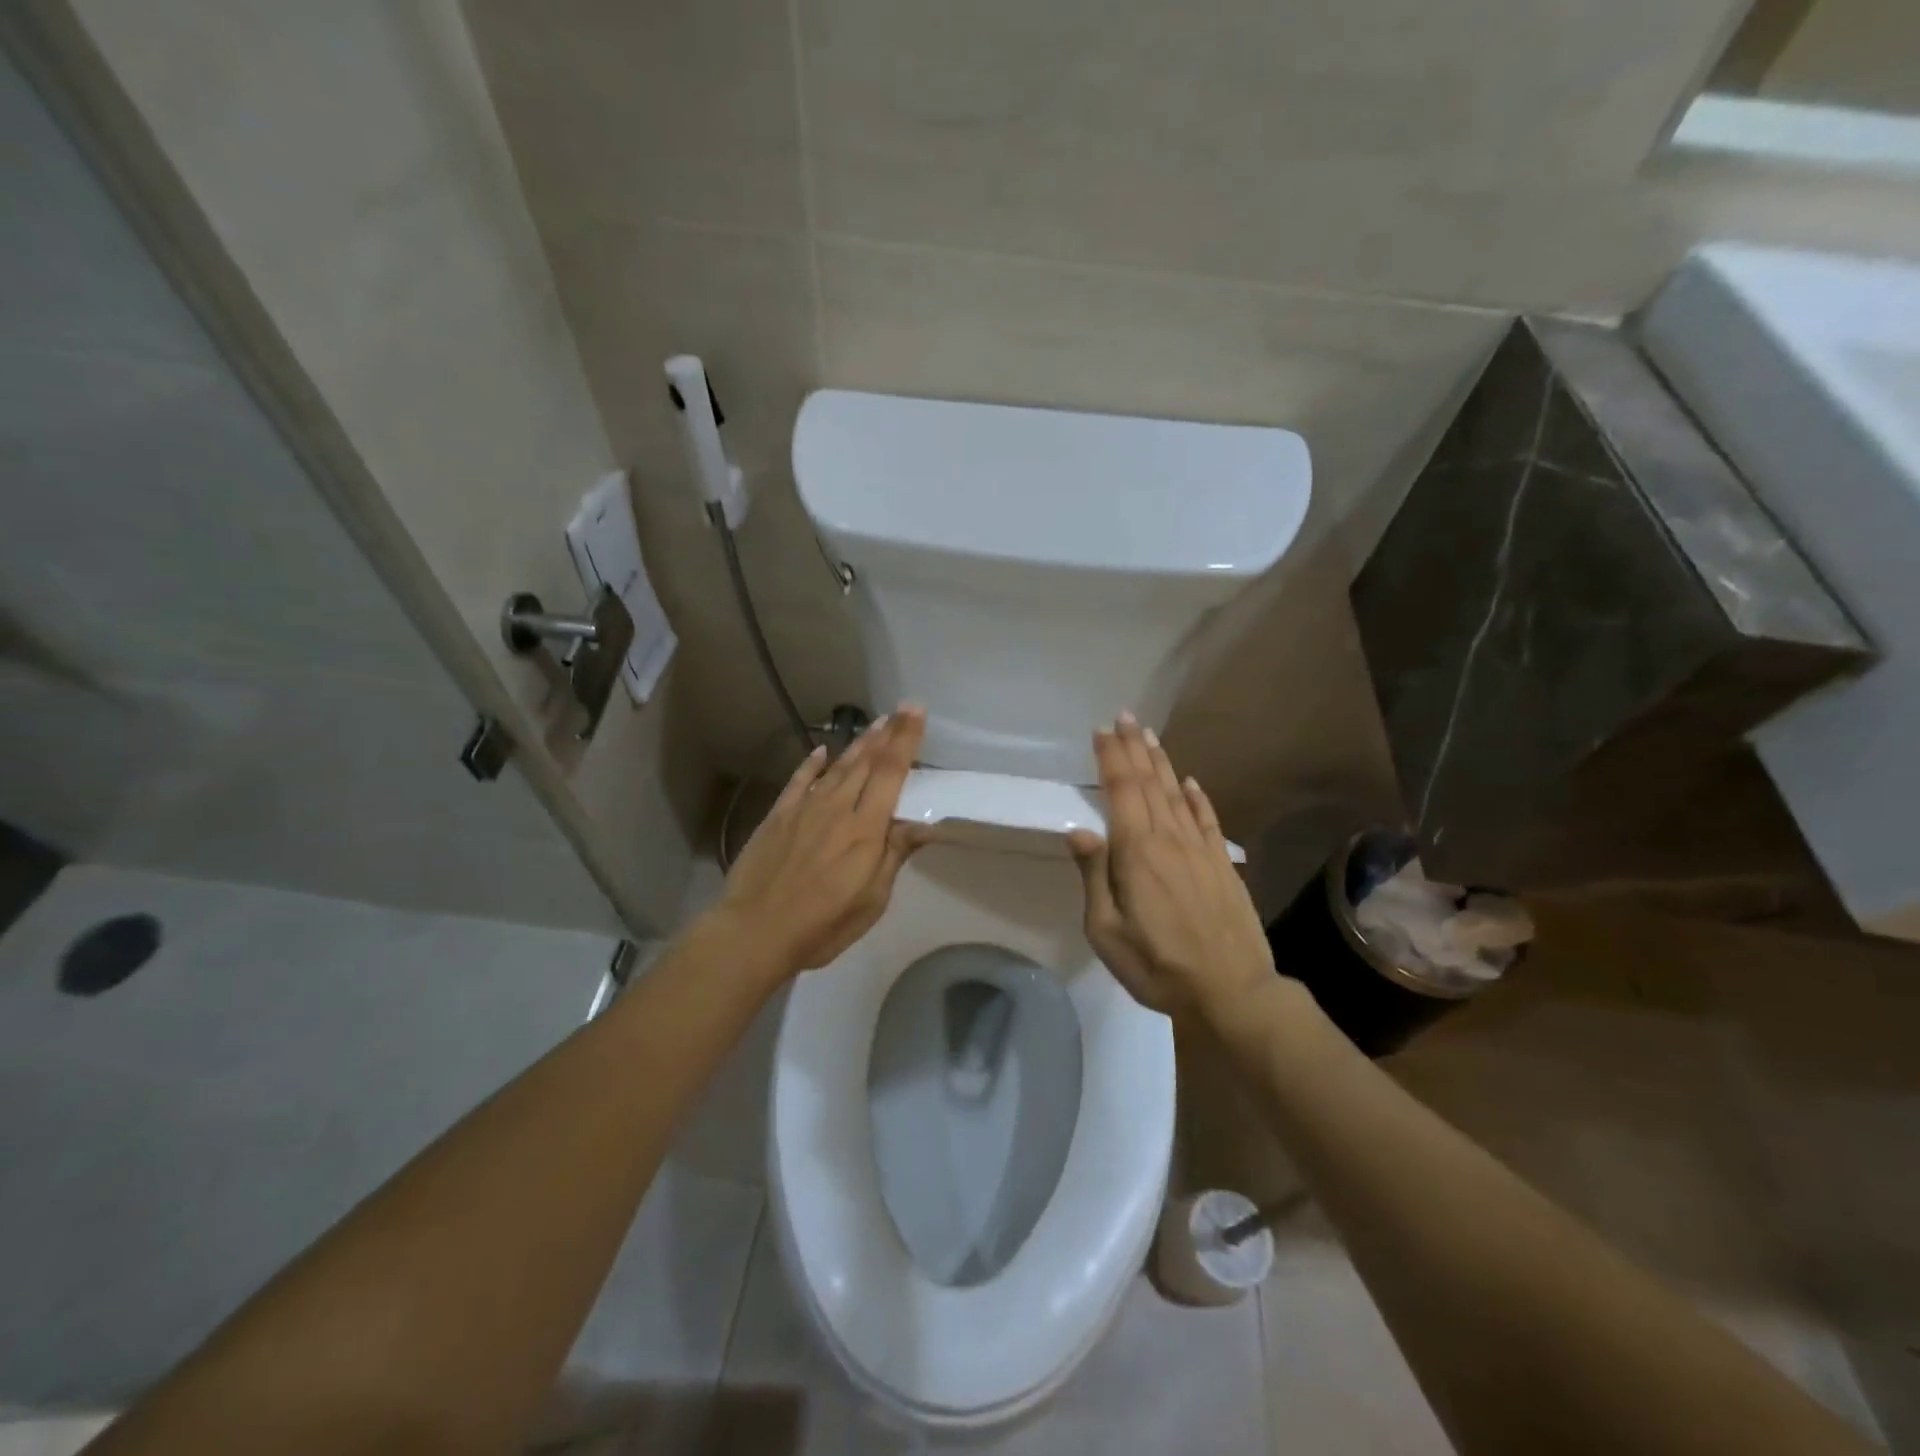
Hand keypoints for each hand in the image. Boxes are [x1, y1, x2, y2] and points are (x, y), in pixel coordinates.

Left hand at [712, 706, 930, 976]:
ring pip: (837, 768)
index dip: (905, 740)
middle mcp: (837, 808)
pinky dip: (812, 764)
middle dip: (887, 734)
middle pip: (866, 763)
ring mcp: (805, 809)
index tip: (916, 711)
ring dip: (858, 744)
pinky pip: (799, 781)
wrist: (755, 931)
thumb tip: (922, 823)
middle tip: (901, 708)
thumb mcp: (871, 900)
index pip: (891, 773)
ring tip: (875, 724)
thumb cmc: (823, 924)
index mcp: (865, 829)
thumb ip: (894, 855)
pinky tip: (822, 750)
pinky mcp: (778, 817)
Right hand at [1067, 713, 1273, 1022]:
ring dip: (1162, 763)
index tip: (1102, 730)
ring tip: (1150, 736)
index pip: (1121, 791)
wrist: (1231, 991)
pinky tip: (1191, 783)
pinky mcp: (1222, 864)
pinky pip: (1208, 820)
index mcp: (1137, 852)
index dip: (1111, 758)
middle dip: (1134, 748)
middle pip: (1149, 784)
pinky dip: (1198, 798)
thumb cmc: (1157, 965)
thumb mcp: (1106, 930)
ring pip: (1177, 794)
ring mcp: (1201, 850)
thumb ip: (1094, 876)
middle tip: (1124, 717)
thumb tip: (1079, 830)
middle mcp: (1169, 839)